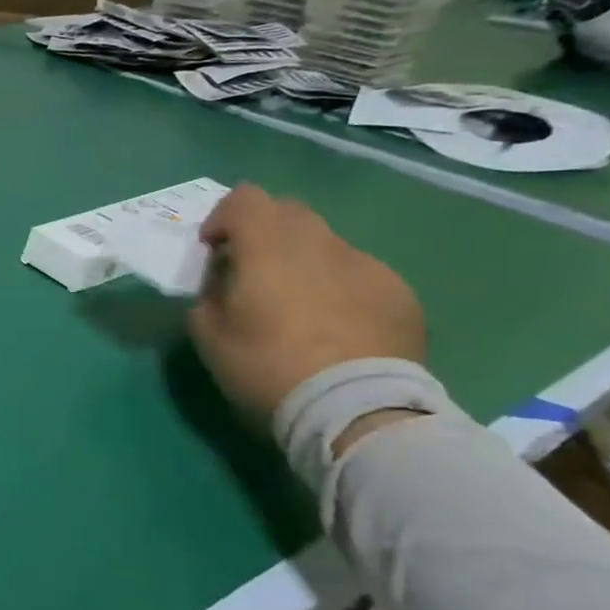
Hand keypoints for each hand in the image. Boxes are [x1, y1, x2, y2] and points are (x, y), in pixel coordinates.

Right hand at [188, 183, 425, 420]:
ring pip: (327, 245)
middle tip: (254, 277)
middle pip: (289, 213)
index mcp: (268, 246)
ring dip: (305, 263)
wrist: (356, 411)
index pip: (244, 198)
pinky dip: (341, 289)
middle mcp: (320, 242)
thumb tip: (222, 285)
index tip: (215, 251)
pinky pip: (360, 276)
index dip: (223, 218)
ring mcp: (367, 265)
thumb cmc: (267, 368)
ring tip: (301, 309)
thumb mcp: (208, 338)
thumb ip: (208, 297)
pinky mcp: (401, 294)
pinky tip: (338, 331)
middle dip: (265, 235)